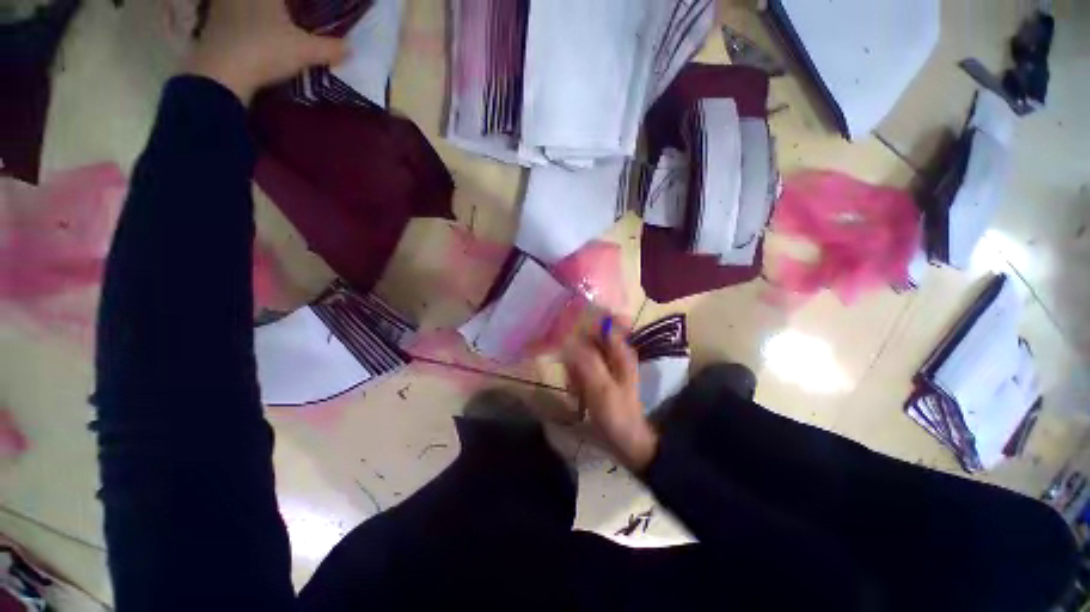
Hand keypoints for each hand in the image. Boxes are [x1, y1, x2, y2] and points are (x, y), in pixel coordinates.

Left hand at [184, 0, 347, 103]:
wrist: (221, 72)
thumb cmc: (266, 49)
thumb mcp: (305, 51)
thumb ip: (329, 48)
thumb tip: (350, 48)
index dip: (298, 5)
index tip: (305, 11)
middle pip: (263, 2)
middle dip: (274, 9)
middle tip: (285, 18)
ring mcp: (219, 9)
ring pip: (237, 6)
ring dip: (249, 13)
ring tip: (267, 26)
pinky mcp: (208, 28)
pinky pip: (225, 20)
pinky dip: (235, 26)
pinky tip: (246, 38)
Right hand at [564, 320, 658, 471]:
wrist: (628, 443)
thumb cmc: (617, 415)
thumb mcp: (600, 387)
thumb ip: (586, 360)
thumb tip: (567, 337)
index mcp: (620, 351)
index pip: (602, 323)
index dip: (584, 320)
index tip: (564, 327)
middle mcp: (615, 353)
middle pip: (589, 337)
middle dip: (574, 350)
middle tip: (570, 370)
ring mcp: (606, 365)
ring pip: (582, 353)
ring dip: (573, 367)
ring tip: (574, 386)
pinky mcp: (599, 377)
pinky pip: (581, 367)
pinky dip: (575, 377)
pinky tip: (575, 392)